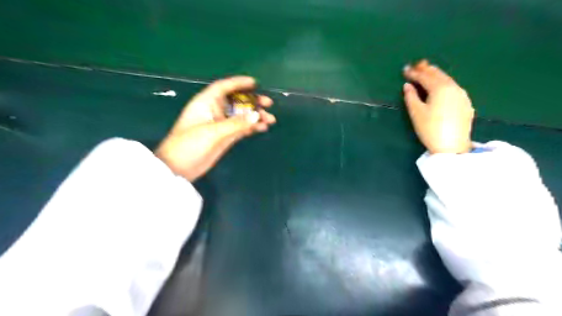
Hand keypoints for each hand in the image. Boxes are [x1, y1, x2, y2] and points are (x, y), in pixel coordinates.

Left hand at [155, 76, 275, 181]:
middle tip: (268, 104)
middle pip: (236, 101)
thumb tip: (257, 116)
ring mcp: (221, 125)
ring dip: (255, 116)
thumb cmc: (189, 145)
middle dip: (252, 101)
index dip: (238, 83)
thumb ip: (236, 124)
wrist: (178, 169)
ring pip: (241, 116)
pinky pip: (242, 128)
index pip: (223, 87)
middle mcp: (214, 111)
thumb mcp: (212, 132)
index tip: (255, 83)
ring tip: (270, 119)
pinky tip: (263, 128)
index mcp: (206, 103)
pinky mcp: (225, 137)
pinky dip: (252, 127)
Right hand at [401, 59, 475, 153]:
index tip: (405, 69)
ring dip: (436, 75)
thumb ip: (411, 97)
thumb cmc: (430, 129)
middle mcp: (453, 87)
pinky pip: (453, 87)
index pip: (424, 76)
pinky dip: (444, 83)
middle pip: (438, 74)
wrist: (452, 146)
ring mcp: (461, 95)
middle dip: (426, 69)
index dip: (414, 73)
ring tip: (428, 72)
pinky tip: (441, 86)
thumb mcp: (416, 113)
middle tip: (417, 65)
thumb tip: (407, 86)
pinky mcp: (465, 103)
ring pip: (447, 80)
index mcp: (440, 88)